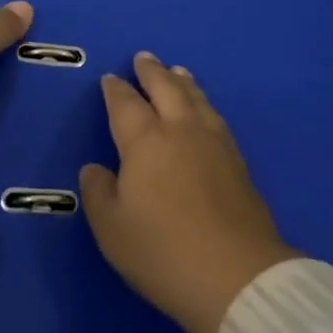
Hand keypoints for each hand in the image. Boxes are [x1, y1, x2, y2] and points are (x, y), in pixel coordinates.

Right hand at [80, 53, 297, 332]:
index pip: (125, 104)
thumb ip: (99, 193)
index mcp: (145, 141)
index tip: (110, 78)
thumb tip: (95, 168)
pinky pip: (215, 116)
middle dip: (152, 71)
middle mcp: (180, 129)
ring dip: (182, 81)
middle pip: (165, 88)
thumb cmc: (163, 252)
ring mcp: (213, 142)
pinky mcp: (237, 160)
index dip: (116, 90)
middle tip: (143, 57)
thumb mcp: (112, 230)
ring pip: (195, 98)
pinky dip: (204, 102)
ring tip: (177, 71)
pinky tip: (204, 109)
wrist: (236, 275)